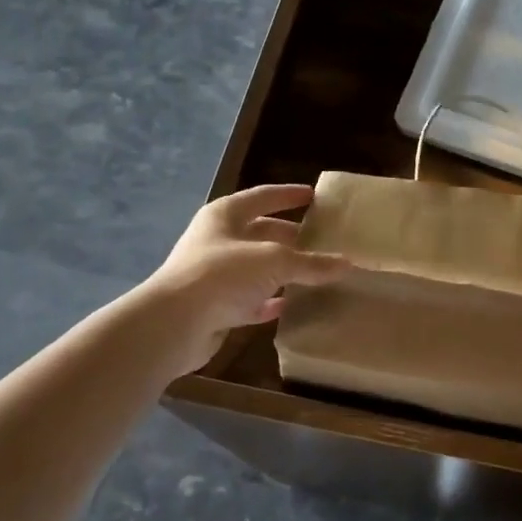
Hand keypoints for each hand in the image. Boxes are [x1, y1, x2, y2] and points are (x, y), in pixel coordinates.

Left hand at [143, 184, 346, 379]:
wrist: (174, 325)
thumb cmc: (222, 274)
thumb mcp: (275, 261)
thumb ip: (312, 263)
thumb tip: (347, 263)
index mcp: (225, 215)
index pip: (263, 197)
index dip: (288, 195)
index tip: (314, 195)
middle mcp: (217, 240)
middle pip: (260, 233)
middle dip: (291, 237)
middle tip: (323, 241)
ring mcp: (214, 275)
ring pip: (257, 268)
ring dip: (282, 271)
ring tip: (316, 273)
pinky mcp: (215, 307)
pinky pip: (250, 300)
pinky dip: (269, 301)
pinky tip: (291, 305)